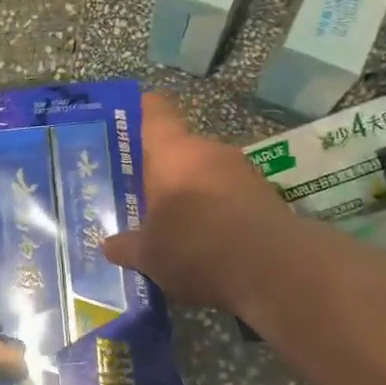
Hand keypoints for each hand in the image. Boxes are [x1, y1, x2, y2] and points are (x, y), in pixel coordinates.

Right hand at [102, 92, 292, 311]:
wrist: (276, 273)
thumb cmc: (196, 247)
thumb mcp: (149, 254)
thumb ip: (127, 246)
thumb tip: (109, 245)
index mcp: (173, 152)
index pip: (153, 111)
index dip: (137, 114)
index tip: (122, 128)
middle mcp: (210, 152)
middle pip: (179, 149)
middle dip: (161, 171)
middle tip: (139, 195)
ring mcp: (244, 173)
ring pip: (206, 174)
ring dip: (191, 194)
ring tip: (172, 226)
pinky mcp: (268, 199)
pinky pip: (230, 198)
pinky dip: (217, 214)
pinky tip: (206, 245)